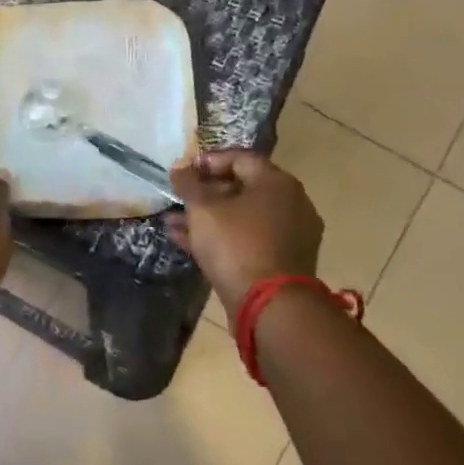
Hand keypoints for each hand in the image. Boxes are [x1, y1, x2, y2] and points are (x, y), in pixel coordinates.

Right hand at [166, 149, 322, 313]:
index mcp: (277, 183)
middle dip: (205, 192)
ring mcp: (290, 235)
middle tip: (178, 197)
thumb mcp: (203, 209)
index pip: (240, 158)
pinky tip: (186, 241)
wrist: (271, 306)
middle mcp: (291, 203)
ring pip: (242, 217)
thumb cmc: (236, 245)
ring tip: (172, 221)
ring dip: (208, 217)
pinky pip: (248, 239)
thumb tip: (180, 166)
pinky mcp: (282, 261)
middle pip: (243, 188)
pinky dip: (221, 237)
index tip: (182, 171)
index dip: (207, 161)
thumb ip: (189, 184)